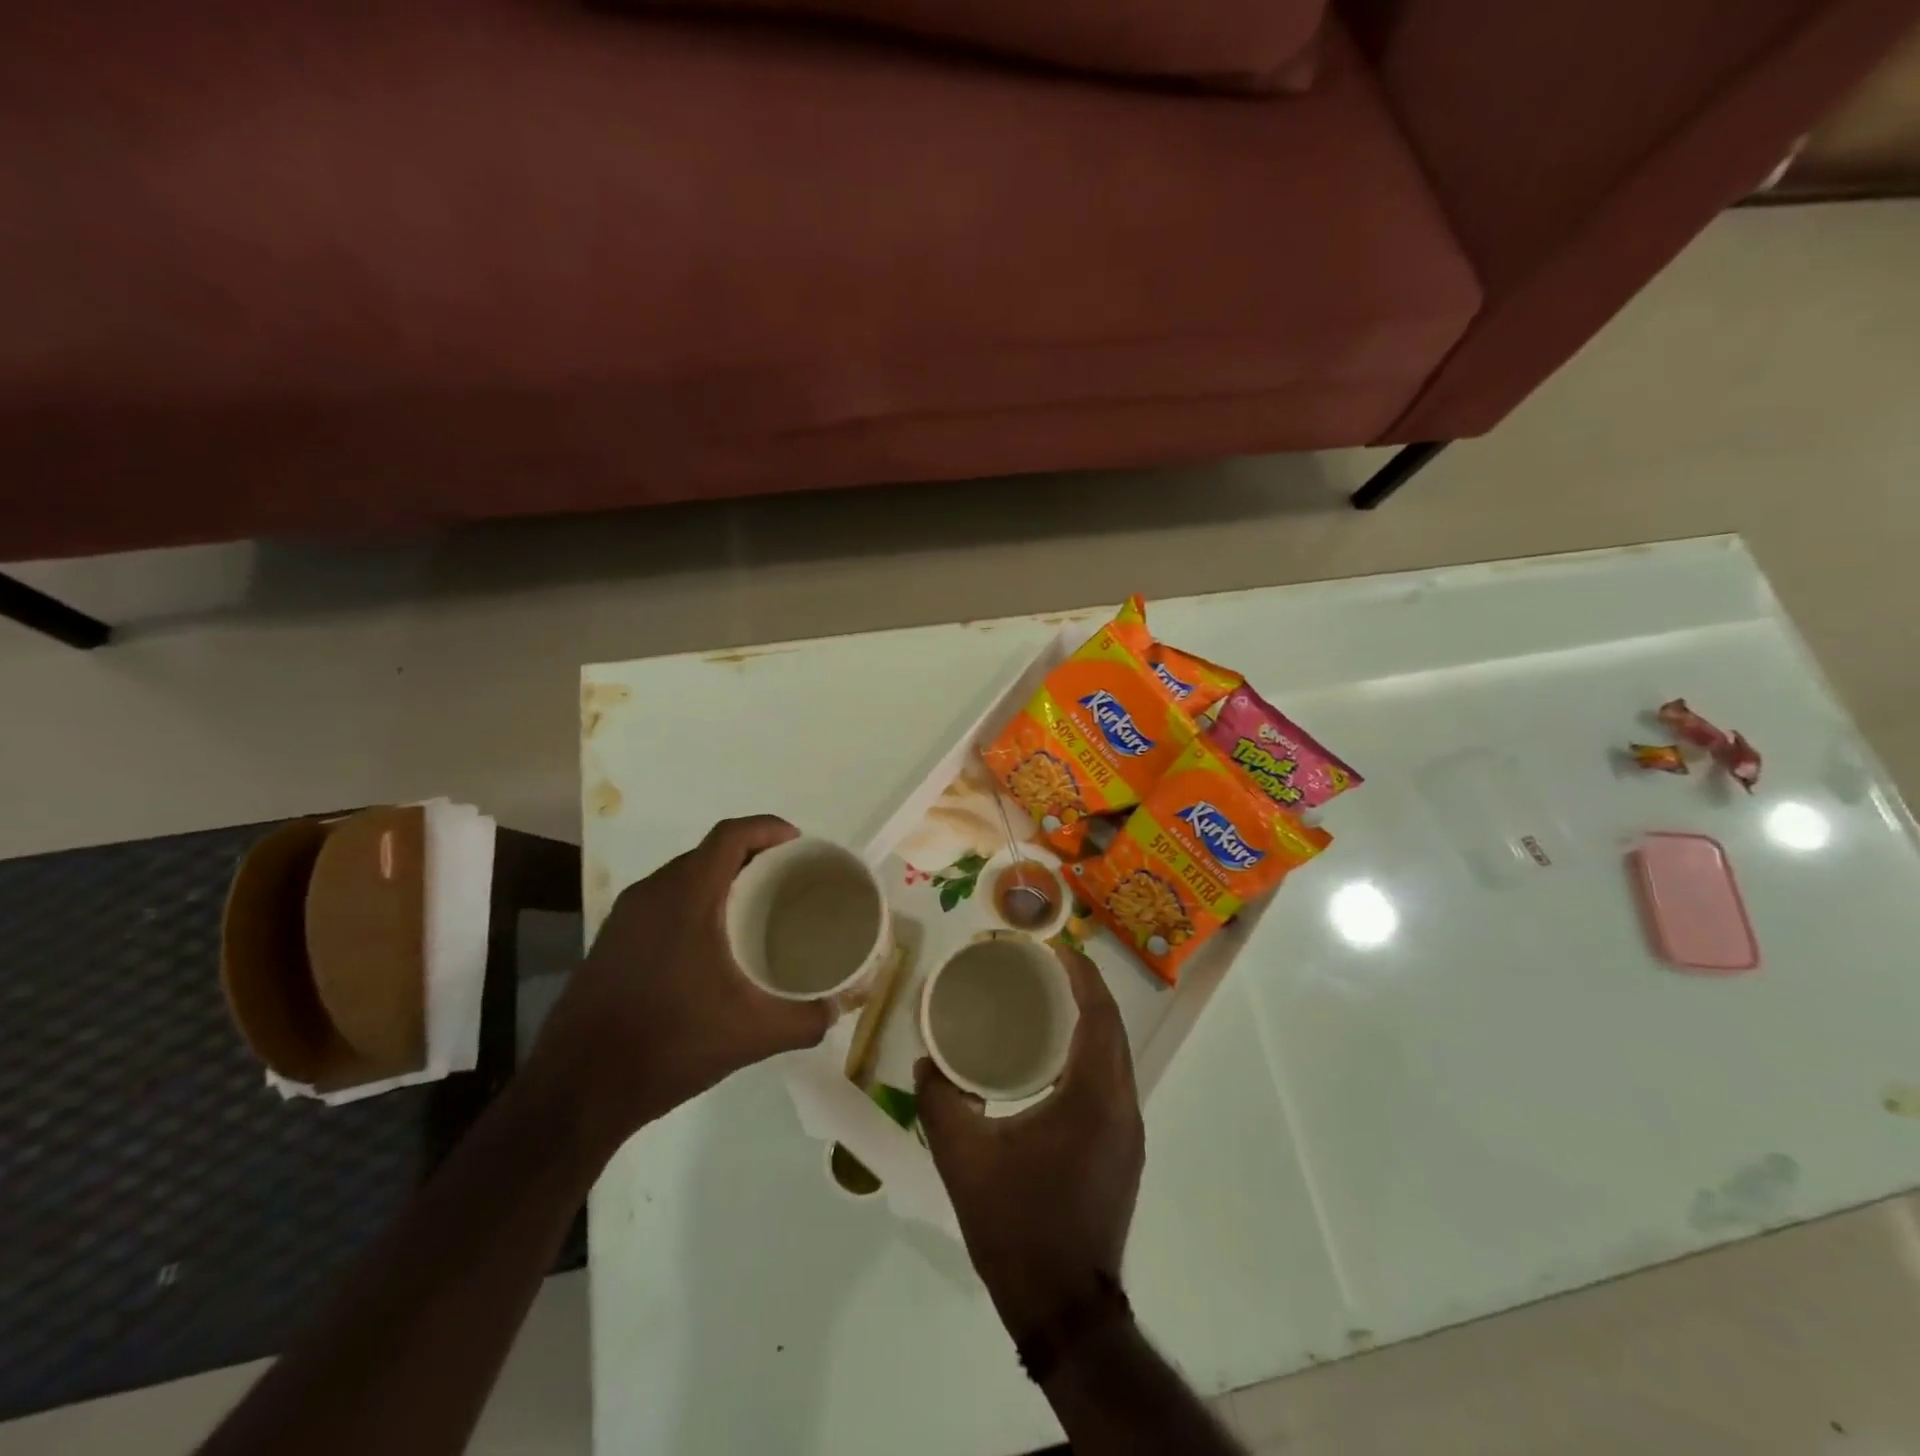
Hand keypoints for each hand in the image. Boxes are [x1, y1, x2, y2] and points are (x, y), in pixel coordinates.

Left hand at [530, 816, 833, 1150]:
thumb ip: (803, 1020)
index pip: (731, 835)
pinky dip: (695, 903)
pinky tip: (713, 944)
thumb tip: (836, 1012)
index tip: (799, 845)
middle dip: (751, 856)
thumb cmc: (669, 1043)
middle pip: (708, 852)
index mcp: (686, 896)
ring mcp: (626, 917)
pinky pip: (663, 902)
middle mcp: (652, 893)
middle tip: (787, 880)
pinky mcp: (612, 941)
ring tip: (757, 908)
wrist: (577, 1089)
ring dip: (721, 881)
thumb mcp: (751, 1034)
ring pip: (683, 877)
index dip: (768, 828)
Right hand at [916, 947, 1144, 1342]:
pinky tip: (1057, 1062)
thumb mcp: (963, 1160)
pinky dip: (1092, 1055)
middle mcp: (1122, 1106)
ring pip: (1117, 1057)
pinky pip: (1113, 1082)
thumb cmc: (1017, 1226)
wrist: (1065, 1310)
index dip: (1083, 976)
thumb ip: (939, 1102)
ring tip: (1051, 1004)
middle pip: (1113, 1030)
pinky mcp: (1124, 1153)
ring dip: (1092, 1023)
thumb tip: (925, 1061)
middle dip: (1087, 992)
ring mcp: (1129, 1133)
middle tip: (1048, 968)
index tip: (1058, 949)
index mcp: (1093, 1097)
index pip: (1099, 1016)